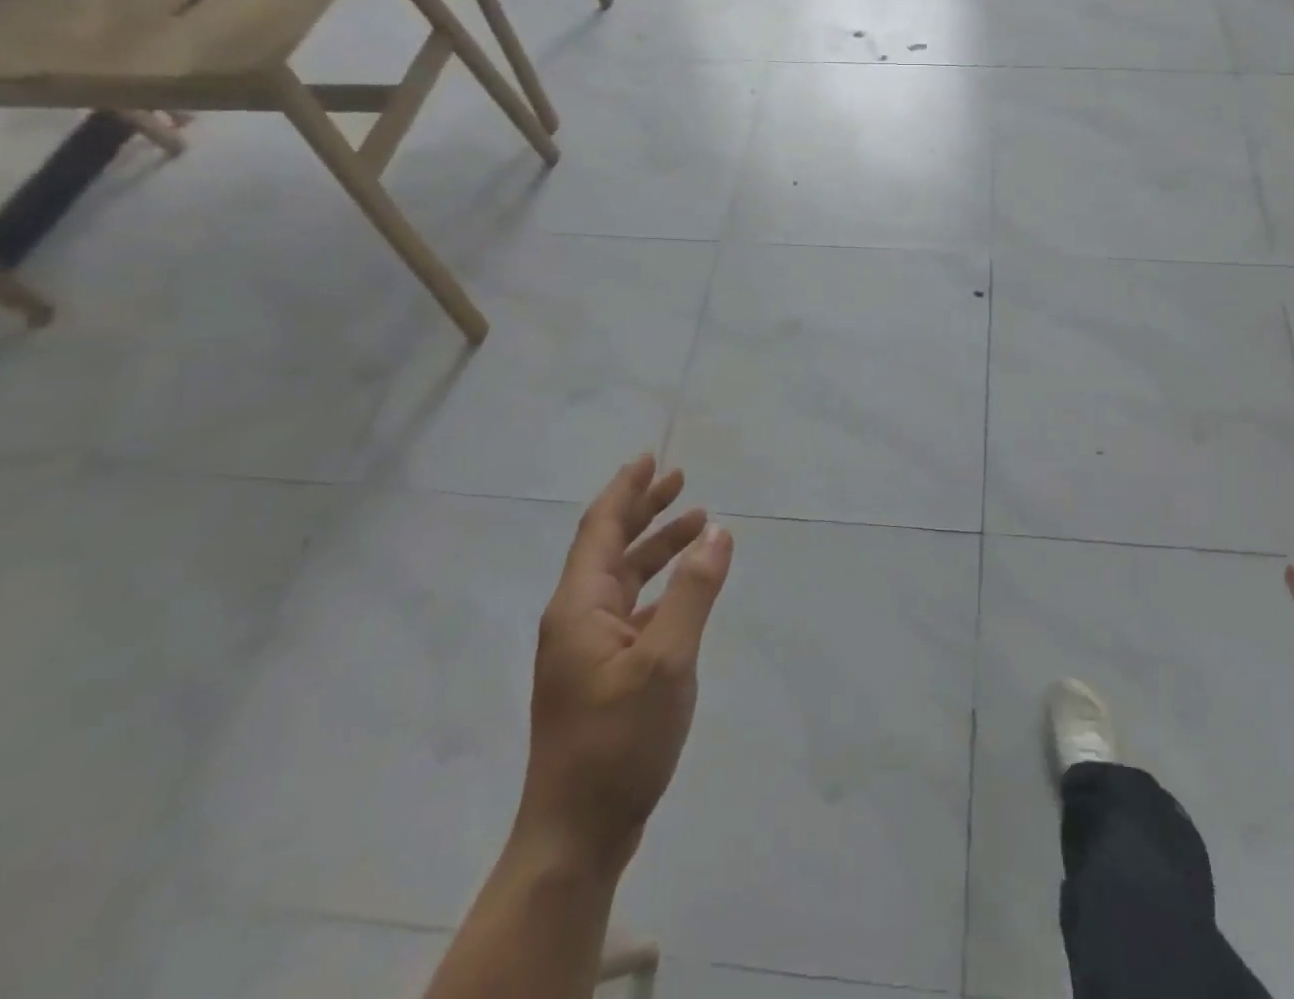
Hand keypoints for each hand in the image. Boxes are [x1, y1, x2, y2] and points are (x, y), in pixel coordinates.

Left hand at [516, 455, 733, 879]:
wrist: (577, 834)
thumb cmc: (618, 741)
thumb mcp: (667, 660)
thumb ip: (694, 592)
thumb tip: (718, 532)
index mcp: (579, 606)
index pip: (600, 528)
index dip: (627, 490)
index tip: (652, 458)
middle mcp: (576, 618)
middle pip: (609, 547)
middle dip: (644, 510)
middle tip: (681, 481)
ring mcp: (585, 649)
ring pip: (622, 578)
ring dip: (656, 548)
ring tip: (697, 525)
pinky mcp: (600, 674)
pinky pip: (631, 608)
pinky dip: (659, 586)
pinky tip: (684, 588)